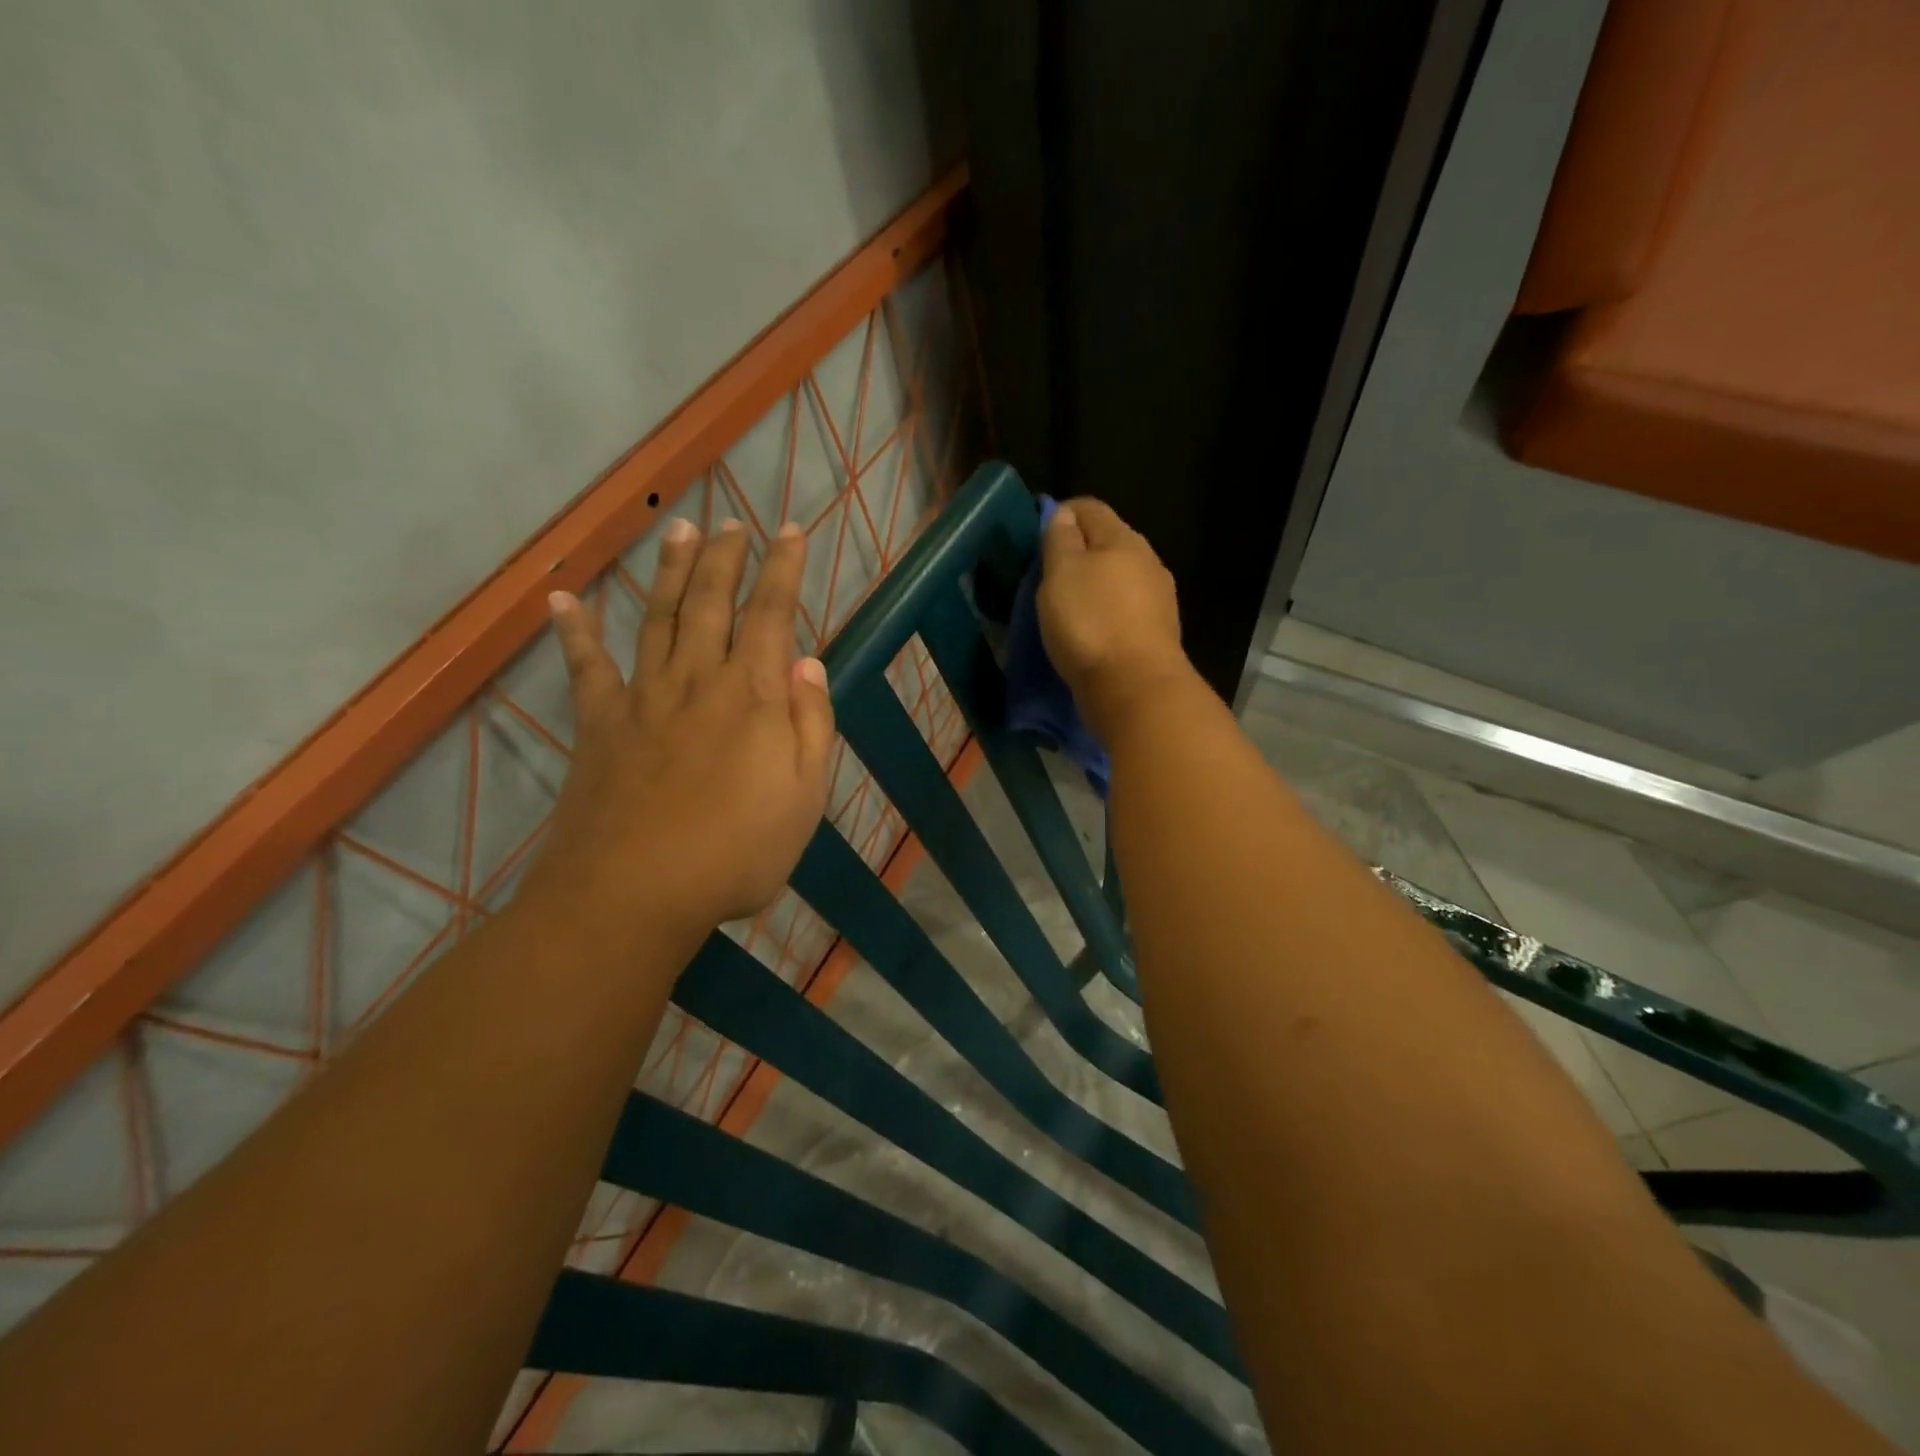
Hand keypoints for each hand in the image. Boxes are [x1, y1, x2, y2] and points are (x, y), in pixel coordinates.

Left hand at [525, 517, 834, 940]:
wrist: (635, 894)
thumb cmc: (737, 852)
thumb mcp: (805, 797)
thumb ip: (810, 724)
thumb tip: (807, 662)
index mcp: (751, 696)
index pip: (771, 614)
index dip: (782, 568)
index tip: (790, 530)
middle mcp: (697, 680)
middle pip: (712, 602)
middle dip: (726, 557)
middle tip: (733, 523)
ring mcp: (643, 698)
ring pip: (659, 618)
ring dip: (671, 571)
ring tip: (680, 530)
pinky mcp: (599, 725)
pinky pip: (585, 668)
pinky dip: (574, 631)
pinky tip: (563, 599)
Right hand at [1037, 498, 1189, 738]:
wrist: (1135, 689)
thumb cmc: (1091, 623)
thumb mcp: (1061, 573)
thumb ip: (1060, 539)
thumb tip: (1064, 515)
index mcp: (1123, 539)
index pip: (1089, 507)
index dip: (1059, 514)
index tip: (1033, 537)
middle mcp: (1147, 562)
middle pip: (1106, 543)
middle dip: (1076, 553)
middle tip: (1043, 576)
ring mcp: (1157, 600)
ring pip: (1116, 580)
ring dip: (1090, 587)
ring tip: (1062, 609)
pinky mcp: (1156, 635)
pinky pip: (1123, 612)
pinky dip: (1103, 615)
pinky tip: (1088, 633)